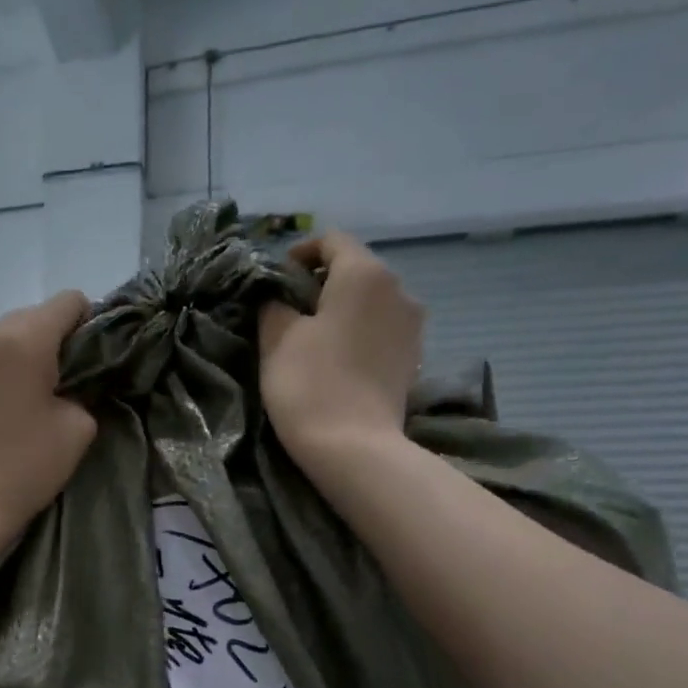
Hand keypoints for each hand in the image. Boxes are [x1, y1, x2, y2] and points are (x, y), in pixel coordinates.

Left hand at [0, 291, 97, 541]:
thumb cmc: (24, 468)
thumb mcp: (78, 429)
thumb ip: (83, 391)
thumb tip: (69, 384)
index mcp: (21, 339)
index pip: (68, 302)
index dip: (88, 325)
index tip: (90, 361)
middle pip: (29, 318)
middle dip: (50, 343)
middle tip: (60, 385)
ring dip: (15, 359)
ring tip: (22, 401)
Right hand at [259, 232, 423, 475]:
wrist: (354, 447)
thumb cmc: (310, 384)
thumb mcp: (276, 337)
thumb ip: (274, 303)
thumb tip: (278, 296)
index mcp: (365, 273)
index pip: (331, 240)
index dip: (299, 254)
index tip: (275, 281)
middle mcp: (398, 288)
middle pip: (354, 268)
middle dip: (320, 282)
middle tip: (287, 310)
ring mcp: (412, 324)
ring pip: (370, 300)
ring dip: (340, 309)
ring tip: (311, 337)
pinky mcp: (413, 356)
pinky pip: (381, 328)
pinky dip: (358, 331)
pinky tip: (337, 358)